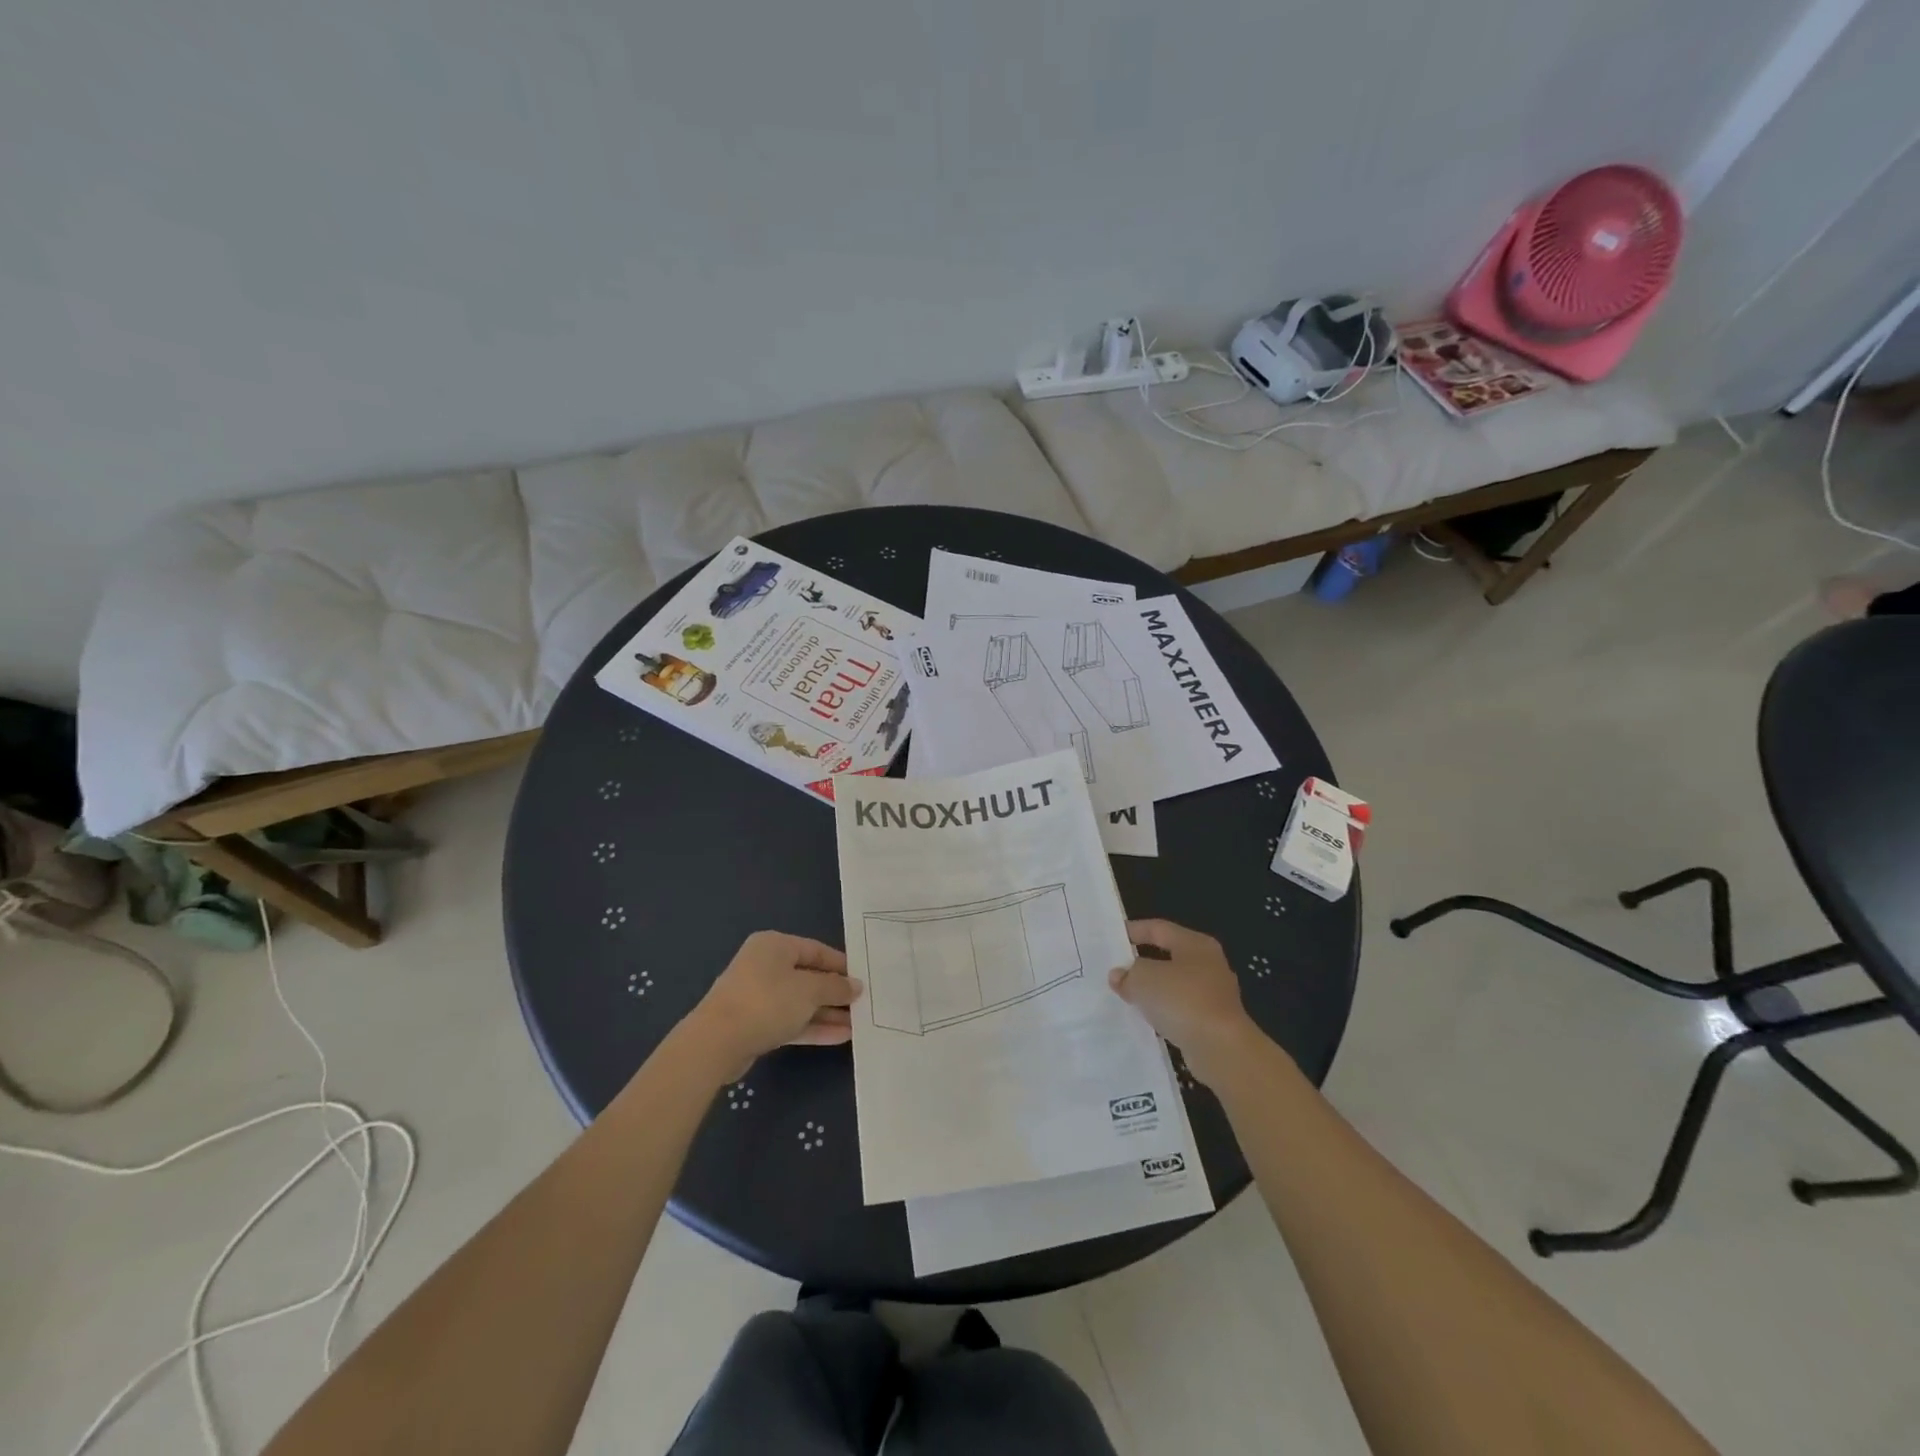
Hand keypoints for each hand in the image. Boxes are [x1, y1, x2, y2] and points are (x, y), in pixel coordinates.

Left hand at [684, 932, 862, 1079]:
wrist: (716, 1042)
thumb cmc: (767, 1001)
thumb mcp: (809, 990)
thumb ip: (835, 987)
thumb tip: (856, 985)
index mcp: (775, 945)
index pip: (816, 950)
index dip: (841, 965)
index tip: (864, 978)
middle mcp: (765, 966)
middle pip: (808, 976)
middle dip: (835, 992)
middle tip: (863, 1004)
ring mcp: (758, 996)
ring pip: (800, 1002)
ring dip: (827, 1013)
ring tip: (857, 1024)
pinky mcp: (755, 1024)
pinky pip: (790, 1021)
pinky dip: (813, 1027)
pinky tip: (840, 1037)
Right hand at [1109, 919, 1261, 1084]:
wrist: (1221, 1049)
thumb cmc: (1183, 1000)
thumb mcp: (1144, 979)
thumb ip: (1128, 973)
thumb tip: (1119, 975)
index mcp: (1195, 944)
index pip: (1159, 928)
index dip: (1133, 930)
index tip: (1111, 938)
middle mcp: (1209, 964)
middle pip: (1168, 956)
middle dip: (1142, 962)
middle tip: (1115, 968)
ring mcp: (1214, 994)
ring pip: (1175, 984)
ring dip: (1152, 990)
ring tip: (1126, 995)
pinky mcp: (1214, 1021)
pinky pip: (1181, 1009)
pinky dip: (1164, 1011)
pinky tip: (1147, 1019)